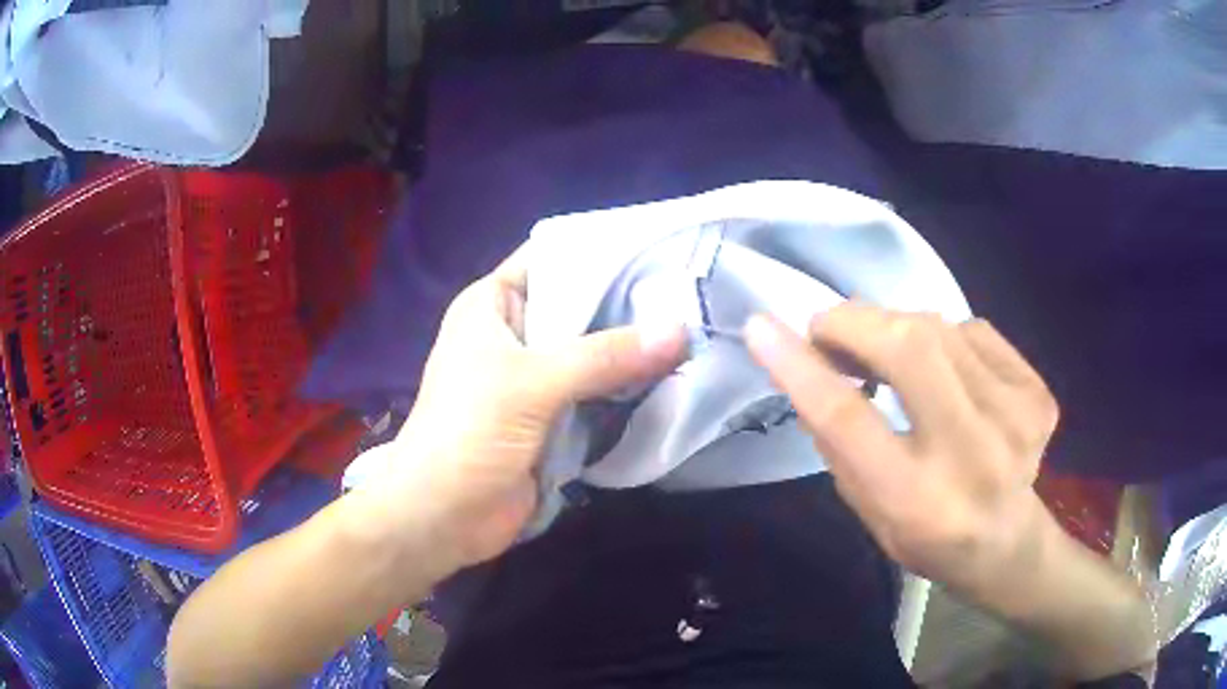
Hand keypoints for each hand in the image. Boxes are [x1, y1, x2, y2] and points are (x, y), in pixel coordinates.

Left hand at [361, 245, 686, 571]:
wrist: (443, 517)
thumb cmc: (469, 433)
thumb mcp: (534, 384)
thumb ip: (606, 355)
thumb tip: (681, 330)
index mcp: (492, 306)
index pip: (551, 258)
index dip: (601, 251)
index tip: (660, 249)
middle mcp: (514, 335)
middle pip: (579, 307)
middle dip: (629, 307)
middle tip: (692, 296)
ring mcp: (533, 380)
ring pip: (592, 353)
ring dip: (632, 352)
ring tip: (695, 333)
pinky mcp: (551, 419)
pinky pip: (595, 394)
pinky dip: (626, 390)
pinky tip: (674, 379)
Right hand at [743, 302, 1059, 588]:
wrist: (1006, 542)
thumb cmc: (926, 536)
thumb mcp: (866, 510)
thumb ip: (838, 442)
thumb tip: (812, 365)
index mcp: (917, 502)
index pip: (849, 423)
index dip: (801, 368)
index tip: (761, 327)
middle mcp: (973, 456)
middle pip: (909, 351)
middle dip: (855, 323)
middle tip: (829, 328)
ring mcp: (1015, 419)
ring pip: (940, 329)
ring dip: (896, 328)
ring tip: (882, 350)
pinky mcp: (1038, 394)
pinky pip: (974, 332)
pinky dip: (944, 337)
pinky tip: (943, 369)